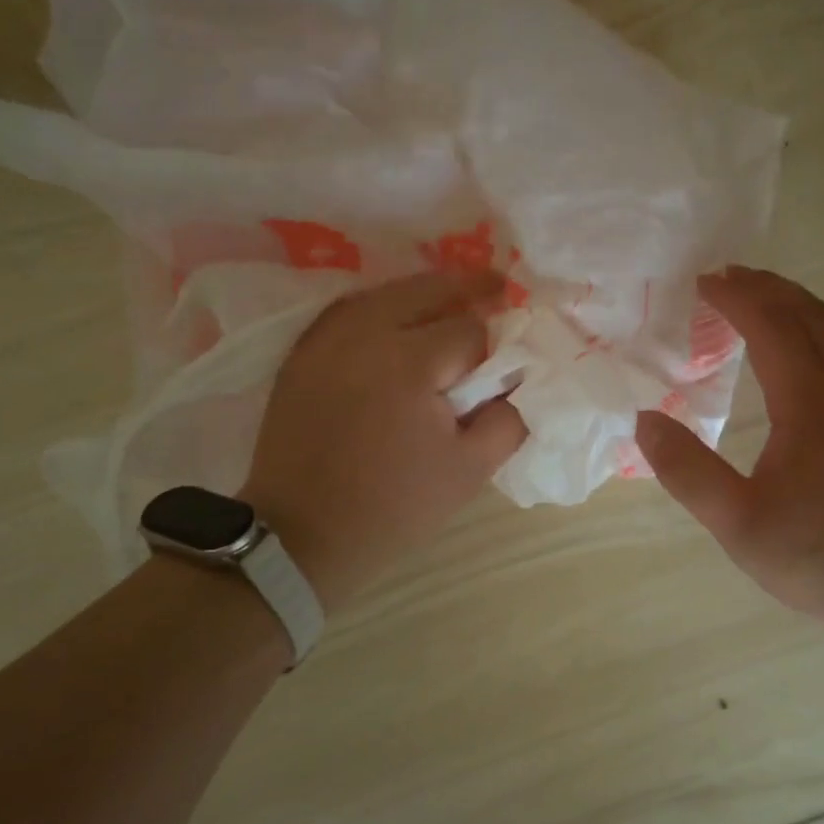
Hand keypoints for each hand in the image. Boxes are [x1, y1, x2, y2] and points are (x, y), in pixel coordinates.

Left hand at [241, 270, 526, 610]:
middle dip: (468, 289)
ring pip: (387, 292)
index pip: (469, 331)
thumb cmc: (393, 506)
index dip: (493, 349)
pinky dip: (381, 306)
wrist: (303, 534)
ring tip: (452, 300)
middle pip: (428, 289)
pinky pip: (350, 310)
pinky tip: (397, 317)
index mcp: (410, 362)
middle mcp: (365, 333)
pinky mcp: (302, 352)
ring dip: (424, 293)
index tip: (501, 367)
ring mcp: (327, 339)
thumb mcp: (469, 471)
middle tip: (498, 288)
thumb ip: (509, 419)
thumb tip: (520, 382)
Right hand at [633, 266, 823, 646]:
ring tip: (764, 303)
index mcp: (811, 402)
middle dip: (767, 288)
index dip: (735, 297)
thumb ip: (687, 471)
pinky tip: (807, 362)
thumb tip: (644, 421)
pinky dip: (819, 335)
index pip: (771, 326)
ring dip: (797, 307)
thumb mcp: (738, 523)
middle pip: (810, 316)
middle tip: (728, 277)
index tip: (703, 281)